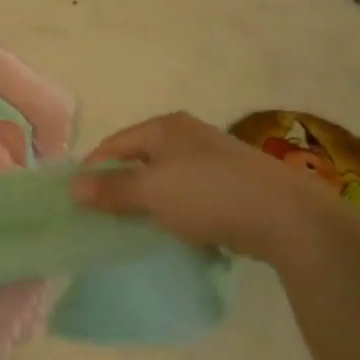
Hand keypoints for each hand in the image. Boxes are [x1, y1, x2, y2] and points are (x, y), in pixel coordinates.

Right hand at [72, 111, 326, 254]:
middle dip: (121, 186)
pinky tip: (177, 232)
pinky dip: (178, 211)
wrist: (286, 216)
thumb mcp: (152, 192)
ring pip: (167, 179)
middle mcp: (187, 135)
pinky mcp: (233, 184)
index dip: (94, 169)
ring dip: (150, 202)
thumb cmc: (208, 194)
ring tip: (137, 229)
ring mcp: (213, 158)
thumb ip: (112, 190)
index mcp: (164, 127)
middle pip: (140, 159)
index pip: (115, 144)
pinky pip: (191, 195)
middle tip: (104, 218)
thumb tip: (73, 186)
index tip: (79, 201)